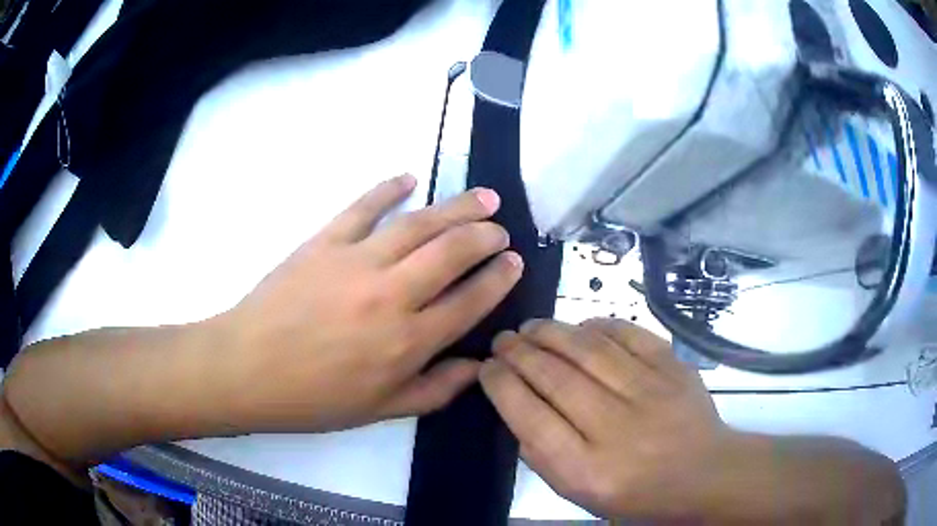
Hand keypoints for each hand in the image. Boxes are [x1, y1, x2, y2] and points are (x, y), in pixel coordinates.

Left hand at [212, 175, 522, 431]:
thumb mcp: (381, 410)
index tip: (513, 260)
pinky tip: (409, 178)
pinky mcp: (325, 241)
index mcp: (408, 342)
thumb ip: (436, 389)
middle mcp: (391, 295)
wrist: (248, 369)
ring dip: (456, 207)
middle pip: (453, 252)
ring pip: (418, 224)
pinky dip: (388, 188)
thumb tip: (478, 366)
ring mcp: (356, 261)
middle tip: (500, 227)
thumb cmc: (314, 398)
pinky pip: (363, 207)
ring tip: (481, 197)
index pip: (470, 301)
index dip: (498, 278)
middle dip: (485, 235)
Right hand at [479, 318, 732, 519]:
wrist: (704, 474)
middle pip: (556, 378)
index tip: (486, 368)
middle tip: (502, 340)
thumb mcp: (581, 493)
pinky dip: (597, 325)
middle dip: (519, 353)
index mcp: (588, 470)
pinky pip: (628, 335)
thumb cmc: (638, 493)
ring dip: (551, 332)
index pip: (531, 418)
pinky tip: (579, 326)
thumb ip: (543, 455)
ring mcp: (650, 393)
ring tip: (531, 328)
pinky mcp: (673, 368)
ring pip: (588, 350)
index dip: (502, 385)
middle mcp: (617, 429)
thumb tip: (517, 405)